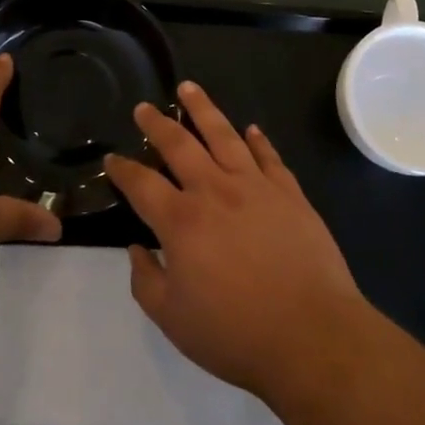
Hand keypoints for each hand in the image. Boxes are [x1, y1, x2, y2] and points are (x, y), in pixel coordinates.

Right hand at [105, 83, 369, 405]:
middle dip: (157, 124)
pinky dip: (258, 140)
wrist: (311, 335)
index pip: (142, 184)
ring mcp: (256, 187)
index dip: (123, 169)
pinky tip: (251, 129)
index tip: (112, 158)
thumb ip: (146, 281)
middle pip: (180, 145)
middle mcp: (215, 191)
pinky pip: (269, 157)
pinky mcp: (290, 194)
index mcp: (181, 221)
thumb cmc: (235, 333)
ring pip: (224, 136)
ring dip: (203, 110)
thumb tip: (138, 249)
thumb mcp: (173, 319)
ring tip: (189, 88)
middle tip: (144, 108)